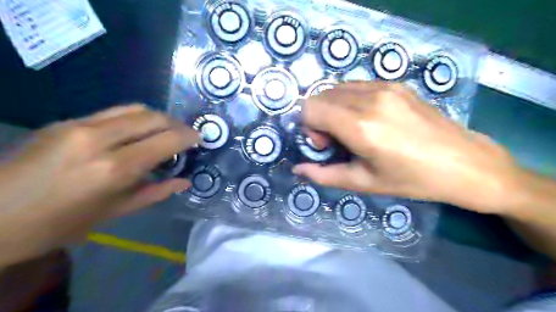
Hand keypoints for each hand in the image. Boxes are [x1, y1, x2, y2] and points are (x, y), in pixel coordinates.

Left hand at [0, 104, 197, 264]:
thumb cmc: (60, 225)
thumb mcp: (115, 212)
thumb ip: (156, 192)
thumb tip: (185, 181)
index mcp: (114, 168)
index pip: (166, 140)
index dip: (188, 136)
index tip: (199, 138)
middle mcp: (99, 139)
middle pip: (152, 116)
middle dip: (176, 123)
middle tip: (186, 135)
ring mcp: (79, 125)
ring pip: (134, 108)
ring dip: (157, 117)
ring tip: (165, 131)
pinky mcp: (66, 121)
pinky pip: (113, 112)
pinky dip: (135, 119)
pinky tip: (137, 133)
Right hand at [292, 81, 523, 214]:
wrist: (464, 162)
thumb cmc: (411, 179)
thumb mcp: (363, 183)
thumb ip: (324, 175)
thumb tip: (297, 168)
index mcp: (360, 126)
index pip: (310, 108)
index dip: (308, 127)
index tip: (325, 145)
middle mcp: (369, 99)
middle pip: (319, 96)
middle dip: (317, 118)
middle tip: (336, 140)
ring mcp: (384, 87)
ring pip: (335, 88)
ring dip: (332, 108)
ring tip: (351, 129)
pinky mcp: (395, 83)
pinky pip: (355, 85)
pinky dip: (348, 101)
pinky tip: (366, 119)